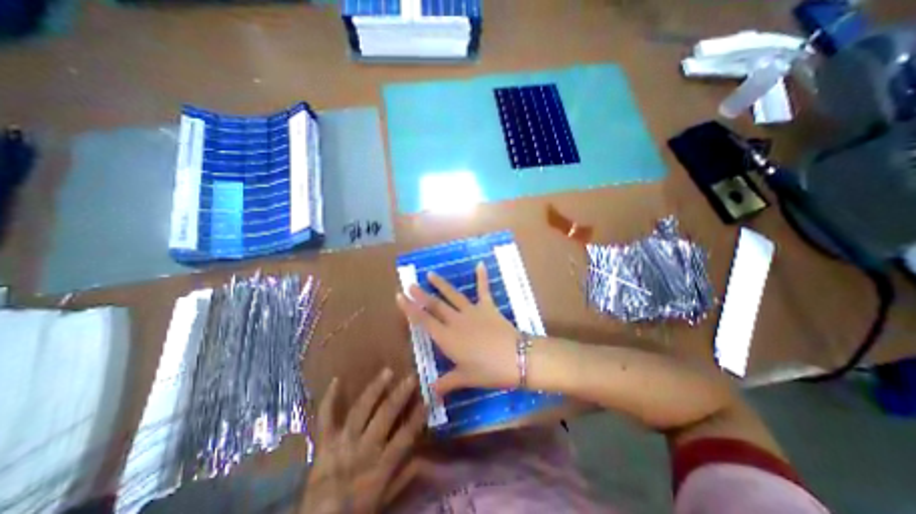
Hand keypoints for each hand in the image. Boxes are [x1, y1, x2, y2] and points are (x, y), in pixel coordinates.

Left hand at [304, 369, 427, 513]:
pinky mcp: (324, 442)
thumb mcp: (384, 498)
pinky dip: (329, 399)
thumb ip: (404, 476)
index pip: (404, 437)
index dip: (417, 418)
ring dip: (374, 389)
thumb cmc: (355, 510)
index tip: (427, 400)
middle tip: (411, 377)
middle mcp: (363, 450)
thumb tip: (425, 458)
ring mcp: (342, 443)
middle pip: (384, 417)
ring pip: (360, 410)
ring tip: (387, 371)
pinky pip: (325, 418)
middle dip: (399, 395)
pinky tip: (336, 380)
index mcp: (380, 466)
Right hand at [397, 264, 517, 394]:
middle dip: (420, 294)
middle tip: (410, 284)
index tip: (399, 296)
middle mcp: (456, 321)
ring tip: (430, 274)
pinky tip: (480, 264)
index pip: (423, 320)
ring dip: (441, 284)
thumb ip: (447, 382)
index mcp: (447, 338)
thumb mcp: (465, 378)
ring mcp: (472, 311)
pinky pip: (483, 290)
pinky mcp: (488, 307)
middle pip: (435, 305)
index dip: (410, 308)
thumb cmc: (488, 371)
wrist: (516, 358)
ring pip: (453, 295)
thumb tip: (431, 392)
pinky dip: (482, 277)